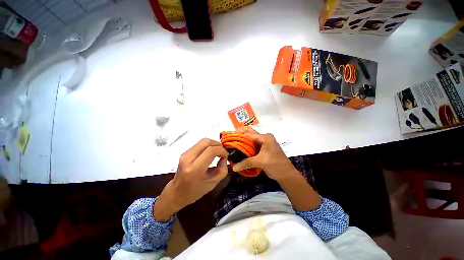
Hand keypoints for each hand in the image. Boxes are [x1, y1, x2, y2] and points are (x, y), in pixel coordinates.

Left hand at [153, 138, 227, 220]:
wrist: (177, 192)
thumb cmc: (196, 191)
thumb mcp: (214, 183)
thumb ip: (223, 168)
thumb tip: (224, 156)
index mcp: (195, 169)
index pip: (210, 151)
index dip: (221, 150)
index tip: (226, 155)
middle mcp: (188, 158)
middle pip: (206, 142)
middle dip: (217, 144)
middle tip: (222, 152)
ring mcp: (185, 154)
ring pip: (203, 141)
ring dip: (213, 144)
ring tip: (218, 152)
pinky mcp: (185, 152)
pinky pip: (199, 144)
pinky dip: (208, 146)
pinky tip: (211, 152)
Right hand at [232, 128, 298, 181]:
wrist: (286, 174)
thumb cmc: (276, 165)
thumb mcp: (260, 162)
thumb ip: (246, 163)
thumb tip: (233, 167)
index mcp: (265, 137)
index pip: (249, 134)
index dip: (238, 135)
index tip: (229, 137)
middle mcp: (264, 138)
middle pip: (250, 133)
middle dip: (240, 134)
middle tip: (230, 138)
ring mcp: (264, 143)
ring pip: (250, 139)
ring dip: (242, 140)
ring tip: (233, 143)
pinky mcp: (263, 148)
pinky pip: (252, 145)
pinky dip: (246, 146)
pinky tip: (239, 149)